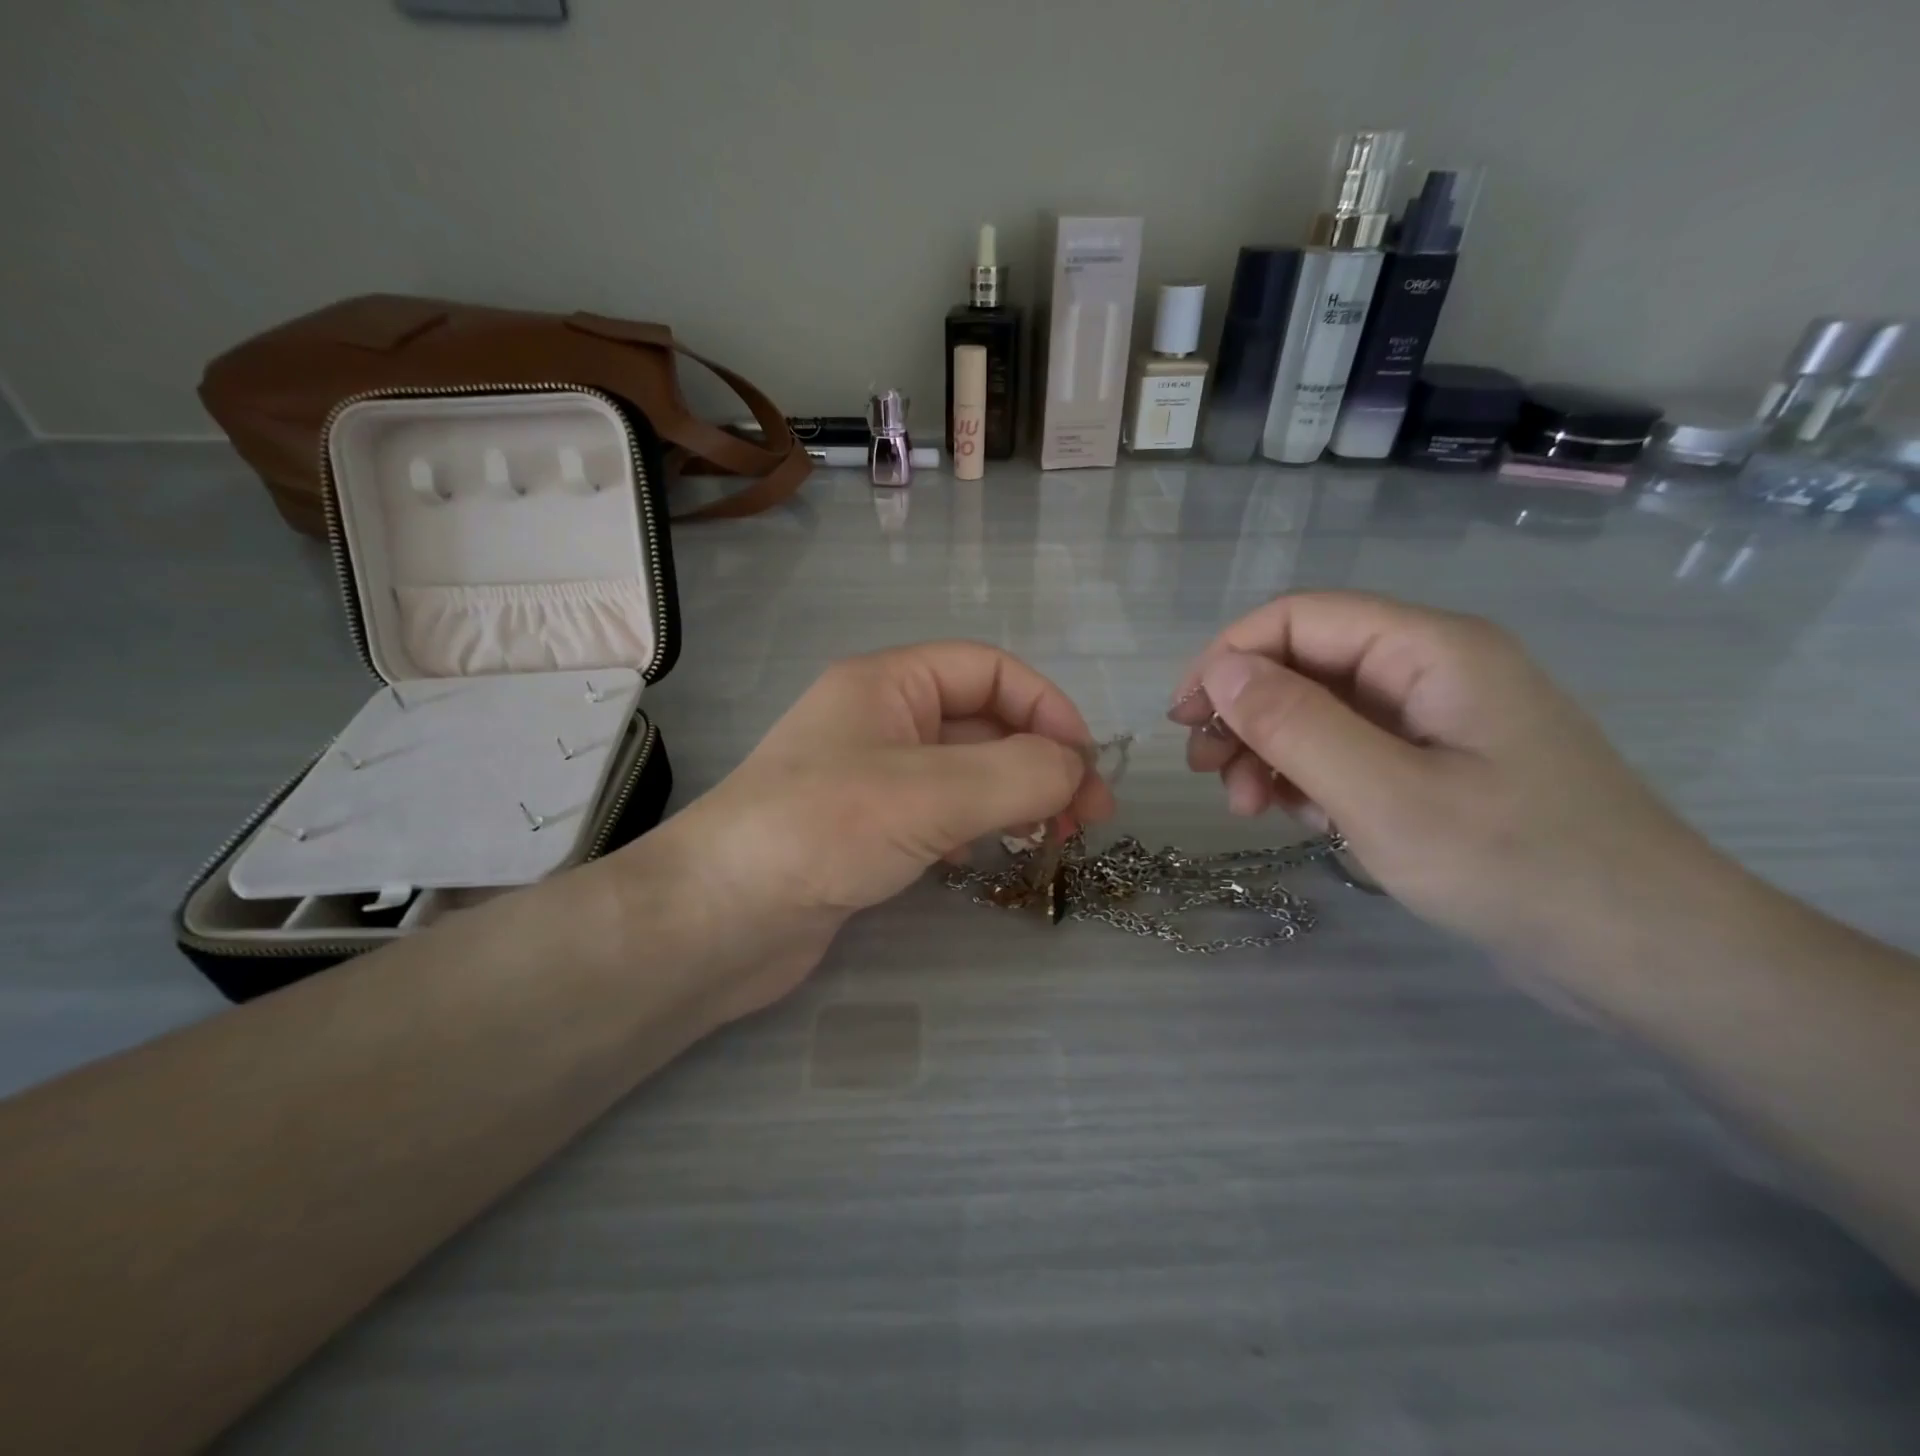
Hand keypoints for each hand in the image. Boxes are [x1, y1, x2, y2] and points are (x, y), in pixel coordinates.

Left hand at [633, 642, 1114, 1020]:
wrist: (717, 920)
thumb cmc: (821, 831)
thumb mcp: (931, 792)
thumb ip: (1018, 773)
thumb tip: (1077, 771)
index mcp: (889, 684)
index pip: (991, 670)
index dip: (1048, 708)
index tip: (1086, 766)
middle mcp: (880, 720)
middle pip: (983, 722)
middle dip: (1040, 761)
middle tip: (1087, 818)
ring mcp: (871, 777)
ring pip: (965, 771)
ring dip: (1013, 796)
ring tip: (1049, 839)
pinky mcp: (865, 829)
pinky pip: (939, 812)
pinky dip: (973, 826)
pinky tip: (978, 856)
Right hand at [1170, 592, 1719, 959]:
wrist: (1644, 955)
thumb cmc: (1515, 866)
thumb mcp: (1383, 796)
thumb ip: (1294, 724)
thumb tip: (1219, 671)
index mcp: (1431, 649)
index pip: (1299, 617)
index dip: (1228, 657)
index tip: (1184, 719)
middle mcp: (1431, 668)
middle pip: (1305, 662)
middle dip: (1245, 713)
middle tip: (1207, 774)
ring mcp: (1435, 718)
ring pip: (1320, 710)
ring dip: (1270, 750)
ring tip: (1248, 808)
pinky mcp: (1436, 763)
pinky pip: (1349, 749)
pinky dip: (1309, 776)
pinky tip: (1302, 818)